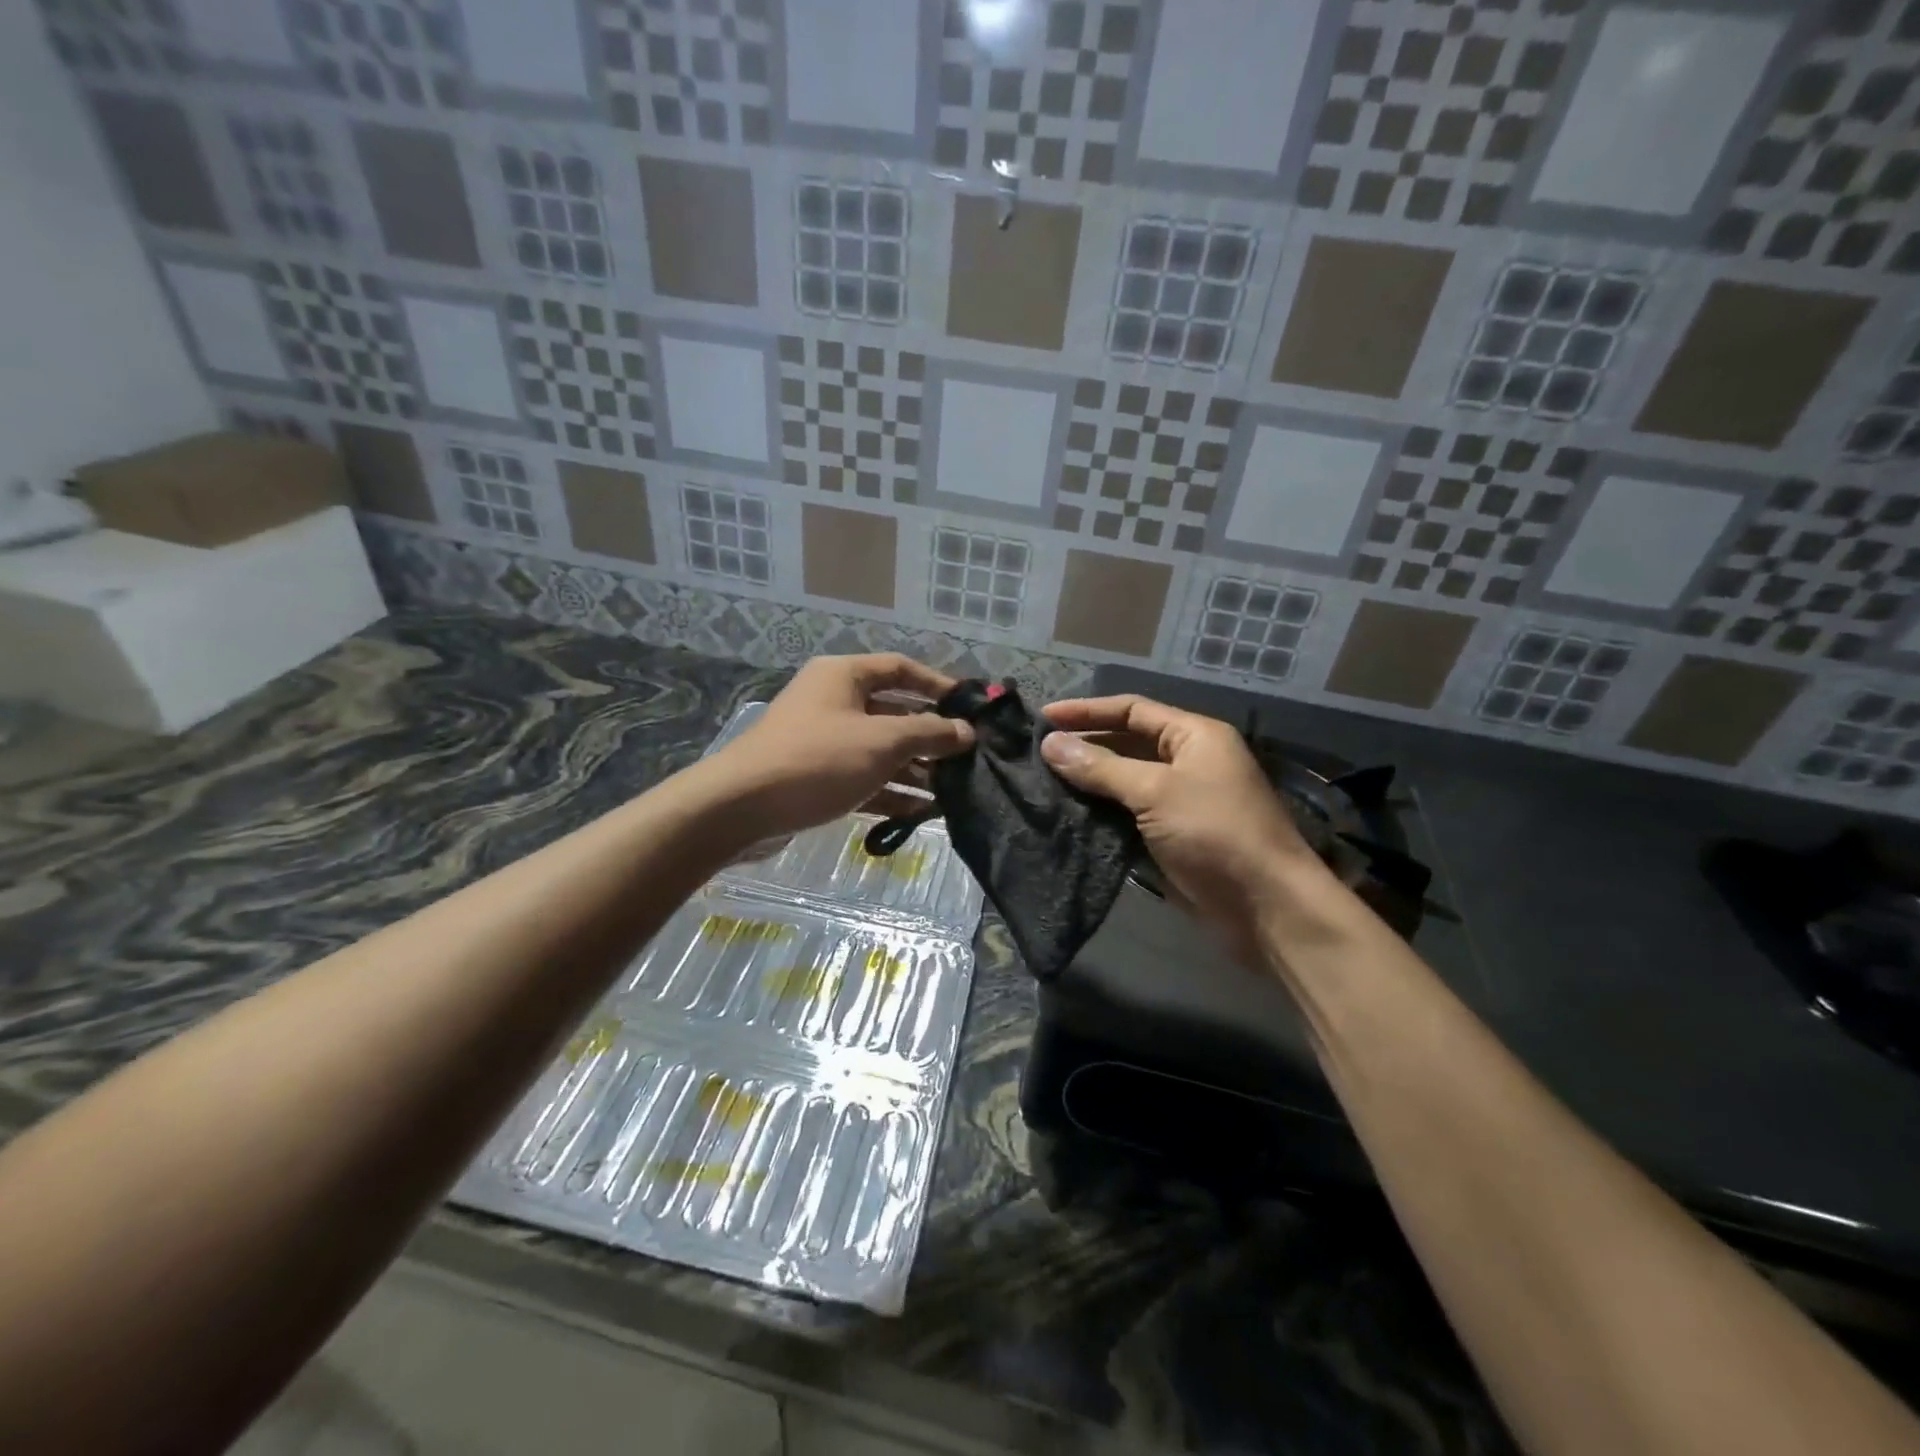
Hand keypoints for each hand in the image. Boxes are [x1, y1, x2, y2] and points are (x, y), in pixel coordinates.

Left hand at [709, 654, 973, 839]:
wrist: (740, 808)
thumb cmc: (818, 760)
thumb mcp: (882, 742)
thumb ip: (929, 733)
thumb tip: (966, 732)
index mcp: (844, 676)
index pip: (901, 669)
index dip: (938, 685)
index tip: (970, 708)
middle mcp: (833, 701)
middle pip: (893, 712)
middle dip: (930, 736)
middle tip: (967, 757)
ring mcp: (823, 741)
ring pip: (880, 750)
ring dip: (914, 769)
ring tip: (952, 791)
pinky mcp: (817, 776)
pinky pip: (864, 777)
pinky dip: (891, 791)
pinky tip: (921, 812)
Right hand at [1040, 695, 1327, 954]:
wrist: (1265, 906)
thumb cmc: (1215, 832)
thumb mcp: (1156, 791)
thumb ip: (1101, 767)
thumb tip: (1050, 744)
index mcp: (1193, 736)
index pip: (1132, 710)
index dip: (1086, 711)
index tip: (1042, 719)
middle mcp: (1187, 761)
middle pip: (1126, 743)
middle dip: (1084, 745)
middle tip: (1035, 753)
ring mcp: (1179, 801)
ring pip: (1123, 781)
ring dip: (1087, 781)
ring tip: (1041, 782)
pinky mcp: (1170, 837)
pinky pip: (1127, 815)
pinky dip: (1099, 813)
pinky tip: (1066, 815)